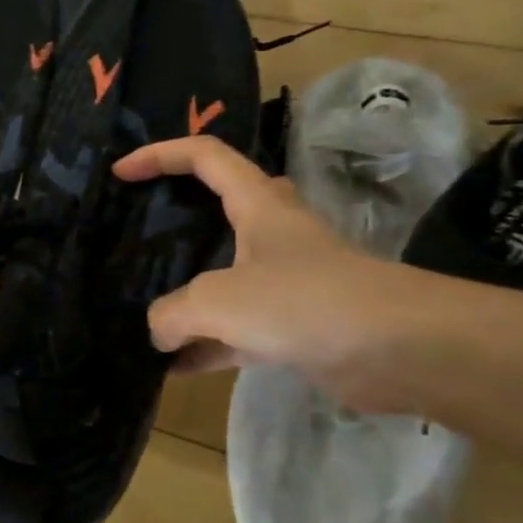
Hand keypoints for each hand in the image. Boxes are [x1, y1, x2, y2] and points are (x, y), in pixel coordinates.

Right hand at [112, 136, 420, 407]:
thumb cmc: (303, 300)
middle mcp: (271, 235)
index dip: (159, 155)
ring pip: (222, 277)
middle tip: (138, 235)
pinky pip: (235, 331)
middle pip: (218, 210)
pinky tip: (170, 367)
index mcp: (256, 205)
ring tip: (141, 308)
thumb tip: (157, 334)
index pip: (204, 157)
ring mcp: (284, 281)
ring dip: (185, 294)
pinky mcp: (294, 326)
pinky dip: (204, 345)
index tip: (120, 174)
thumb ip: (172, 313)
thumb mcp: (217, 300)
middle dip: (177, 218)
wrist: (401, 350)